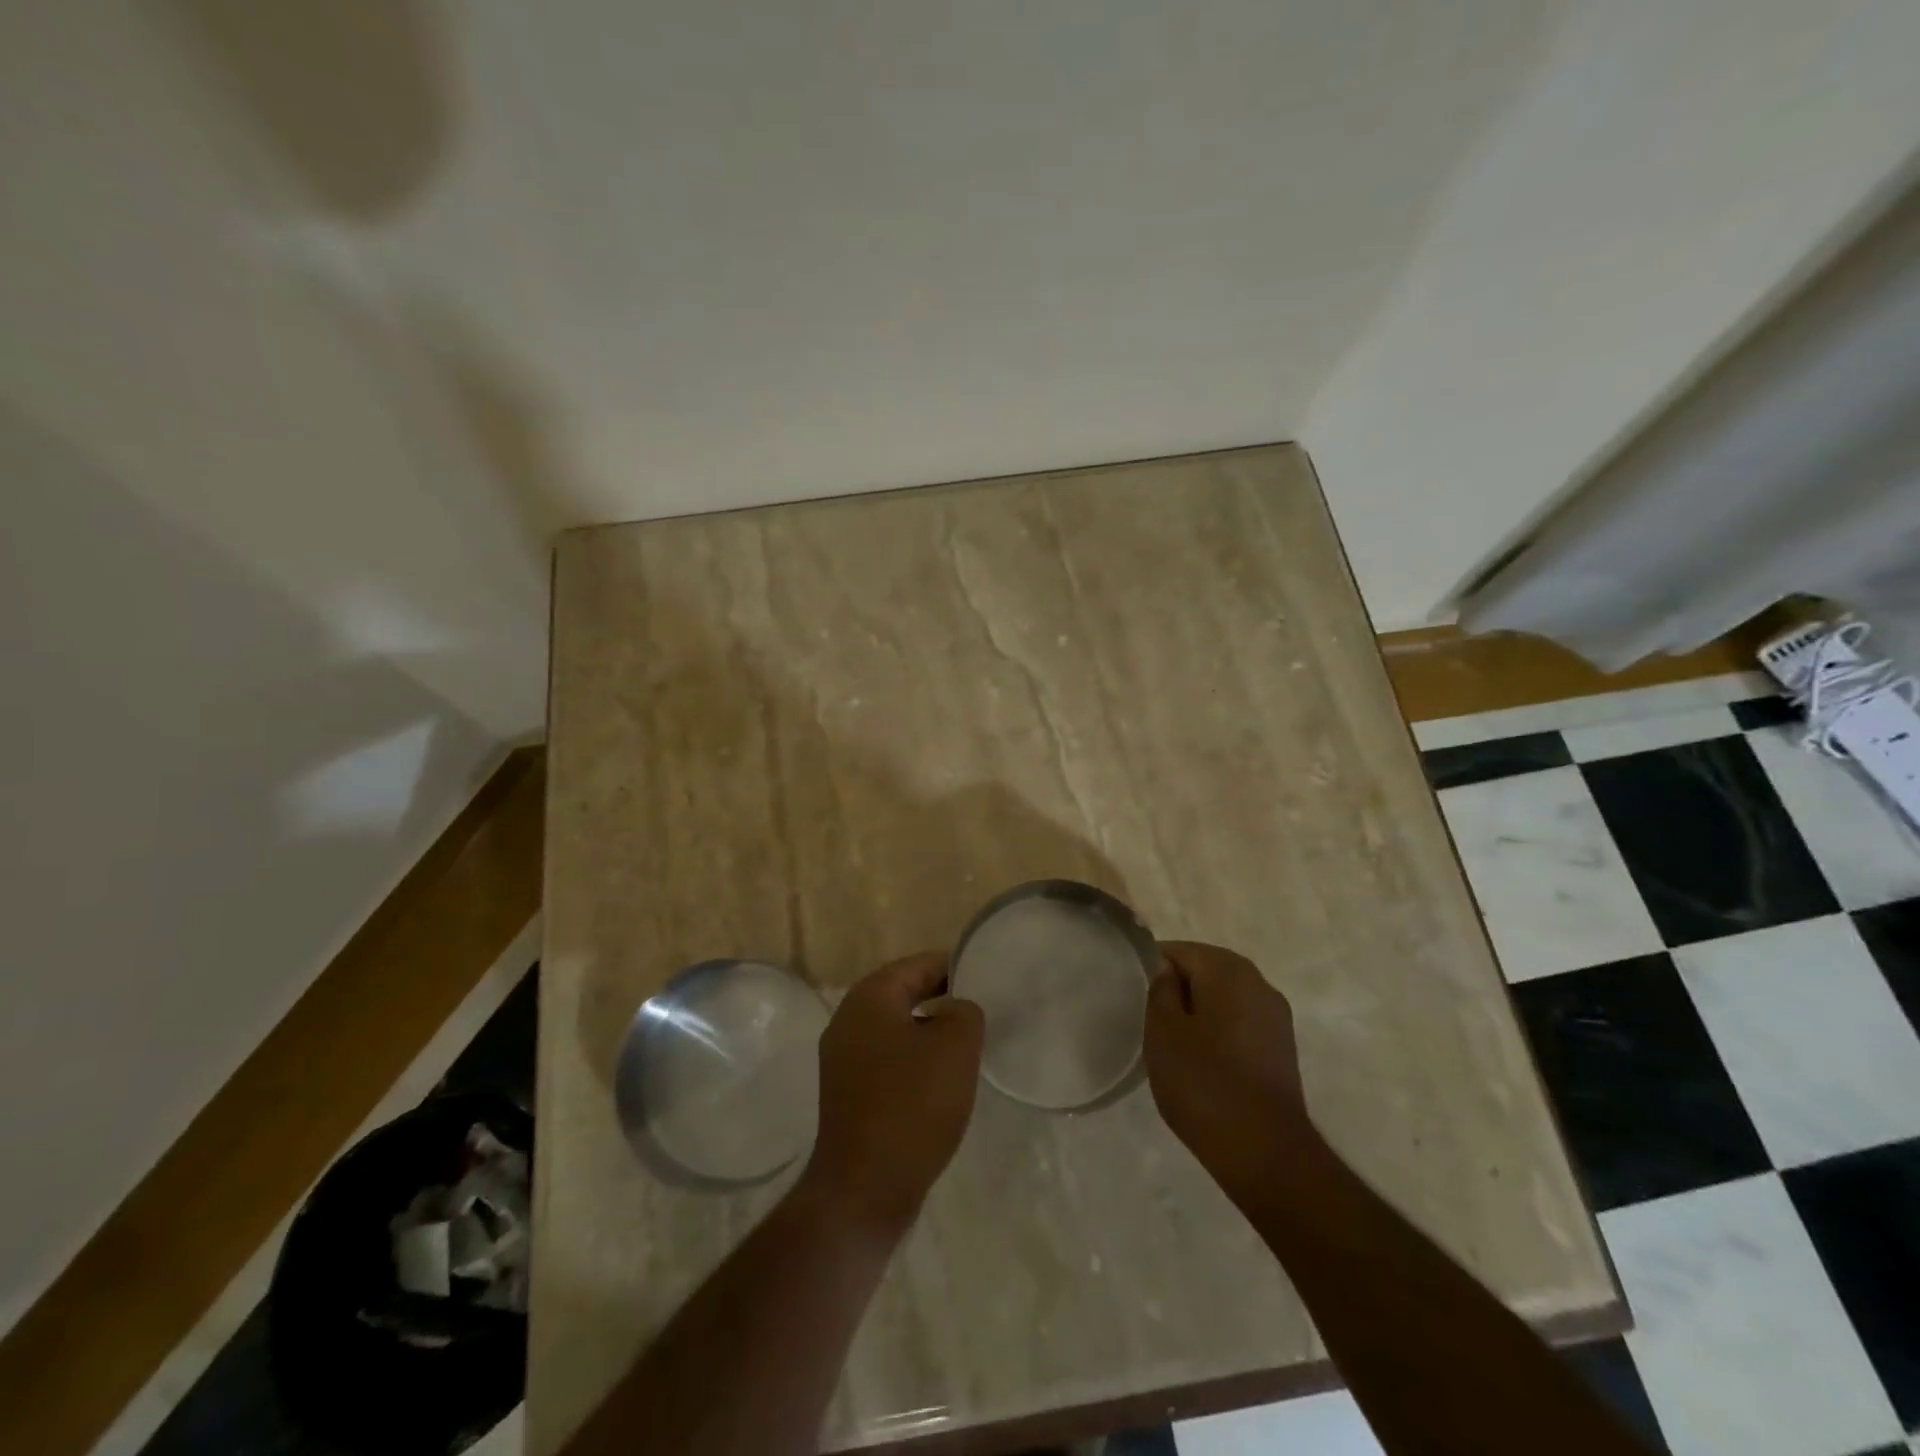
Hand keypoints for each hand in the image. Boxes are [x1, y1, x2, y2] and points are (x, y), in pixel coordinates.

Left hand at [801, 952, 983, 1239]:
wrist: (864, 1189)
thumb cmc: (912, 1106)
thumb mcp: (955, 1047)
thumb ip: (965, 1012)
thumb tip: (957, 1009)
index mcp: (869, 998)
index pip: (918, 965)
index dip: (954, 967)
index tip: (987, 978)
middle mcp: (848, 1020)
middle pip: (903, 993)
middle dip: (942, 998)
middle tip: (981, 1008)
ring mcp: (843, 1058)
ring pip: (896, 1028)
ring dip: (929, 1031)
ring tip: (967, 1043)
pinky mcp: (848, 1092)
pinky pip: (887, 1059)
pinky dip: (914, 1059)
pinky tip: (940, 1080)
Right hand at [1144, 941, 1316, 1210]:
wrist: (1266, 1153)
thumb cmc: (1204, 1084)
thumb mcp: (1163, 1032)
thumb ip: (1160, 990)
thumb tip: (1166, 971)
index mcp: (1227, 969)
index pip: (1177, 950)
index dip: (1150, 970)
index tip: (1132, 998)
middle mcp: (1257, 981)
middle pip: (1204, 970)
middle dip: (1176, 990)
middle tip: (1149, 1022)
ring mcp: (1275, 1015)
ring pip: (1223, 998)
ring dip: (1198, 1012)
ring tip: (1173, 1045)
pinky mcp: (1282, 1046)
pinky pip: (1240, 1022)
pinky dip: (1219, 1032)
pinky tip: (1203, 1062)